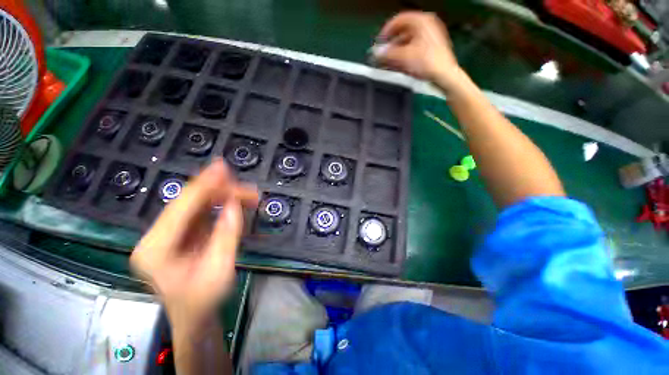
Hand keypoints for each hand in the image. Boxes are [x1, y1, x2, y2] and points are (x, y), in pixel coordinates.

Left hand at [131, 159, 257, 326]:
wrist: (194, 317)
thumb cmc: (204, 301)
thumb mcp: (219, 270)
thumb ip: (226, 236)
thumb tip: (234, 205)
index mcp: (156, 249)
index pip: (181, 208)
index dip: (204, 185)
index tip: (223, 167)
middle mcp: (156, 238)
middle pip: (187, 203)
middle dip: (218, 190)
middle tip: (247, 188)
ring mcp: (166, 236)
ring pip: (194, 206)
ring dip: (221, 196)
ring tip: (245, 193)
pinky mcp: (179, 236)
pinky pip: (199, 213)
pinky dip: (217, 205)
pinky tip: (232, 201)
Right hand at [375, 12, 461, 87]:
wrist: (444, 75)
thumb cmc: (426, 62)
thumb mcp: (404, 56)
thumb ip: (388, 53)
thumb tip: (376, 52)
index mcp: (421, 21)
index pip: (398, 20)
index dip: (386, 32)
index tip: (379, 44)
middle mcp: (426, 25)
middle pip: (402, 32)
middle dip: (390, 45)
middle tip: (382, 56)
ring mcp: (429, 37)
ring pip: (407, 42)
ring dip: (396, 52)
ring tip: (388, 63)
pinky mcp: (431, 48)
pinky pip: (413, 48)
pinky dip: (404, 55)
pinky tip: (398, 65)